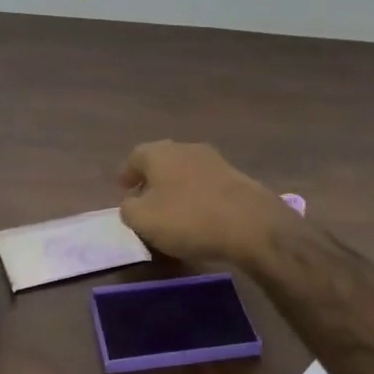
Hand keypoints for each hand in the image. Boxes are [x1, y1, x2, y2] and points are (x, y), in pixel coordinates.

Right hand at [118, 141, 291, 262]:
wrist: (250, 224)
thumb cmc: (187, 218)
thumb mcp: (142, 219)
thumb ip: (128, 209)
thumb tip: (132, 203)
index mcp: (160, 153)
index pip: (136, 156)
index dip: (127, 173)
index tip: (123, 189)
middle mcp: (187, 149)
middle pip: (163, 161)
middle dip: (152, 180)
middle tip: (145, 200)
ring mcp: (215, 162)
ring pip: (186, 172)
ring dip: (176, 188)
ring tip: (172, 212)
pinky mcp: (237, 179)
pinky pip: (207, 186)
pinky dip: (198, 198)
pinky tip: (199, 217)